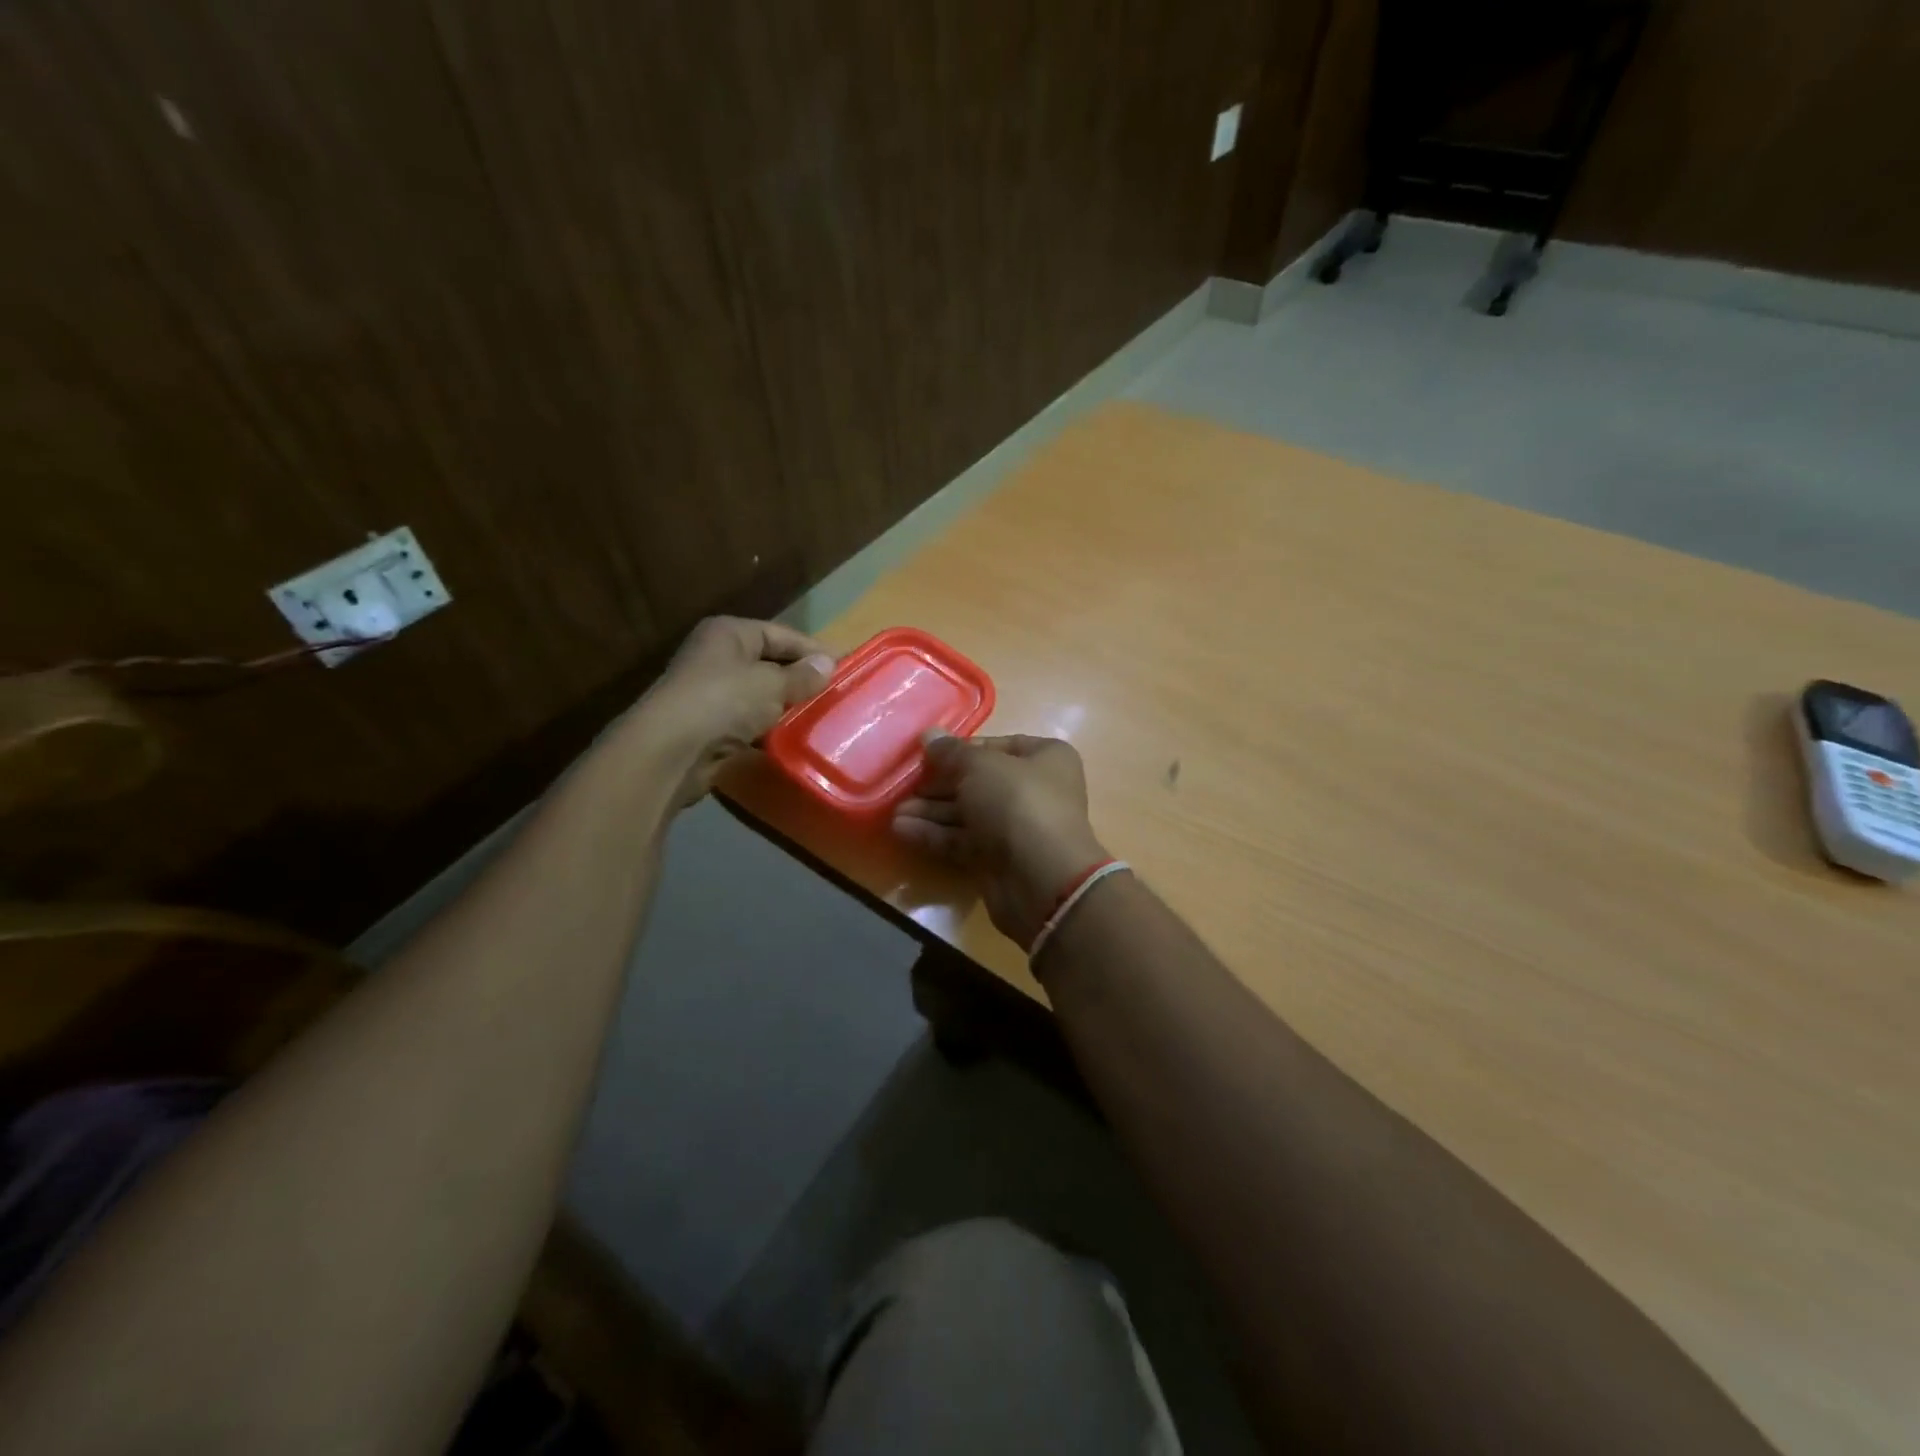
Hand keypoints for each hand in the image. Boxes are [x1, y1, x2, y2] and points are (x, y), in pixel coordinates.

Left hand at [635, 617, 834, 804]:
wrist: (670, 750)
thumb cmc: (723, 701)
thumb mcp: (771, 684)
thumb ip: (802, 675)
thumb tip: (828, 663)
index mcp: (729, 633)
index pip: (781, 634)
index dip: (812, 649)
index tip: (844, 666)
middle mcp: (717, 657)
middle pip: (769, 663)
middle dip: (800, 679)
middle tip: (835, 694)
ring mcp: (710, 692)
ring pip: (759, 695)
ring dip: (784, 707)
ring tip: (819, 717)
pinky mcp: (708, 726)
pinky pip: (748, 722)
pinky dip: (767, 729)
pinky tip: (791, 739)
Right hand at [892, 733, 1109, 949]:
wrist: (1041, 879)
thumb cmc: (1017, 803)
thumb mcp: (980, 767)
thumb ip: (951, 752)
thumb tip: (928, 734)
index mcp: (1045, 758)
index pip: (997, 746)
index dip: (961, 749)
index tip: (926, 754)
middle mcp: (1034, 790)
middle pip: (978, 781)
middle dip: (939, 784)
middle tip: (903, 784)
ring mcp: (1016, 827)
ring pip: (967, 813)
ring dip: (931, 810)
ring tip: (894, 811)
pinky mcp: (998, 859)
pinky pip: (962, 840)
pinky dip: (934, 834)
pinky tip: (902, 829)